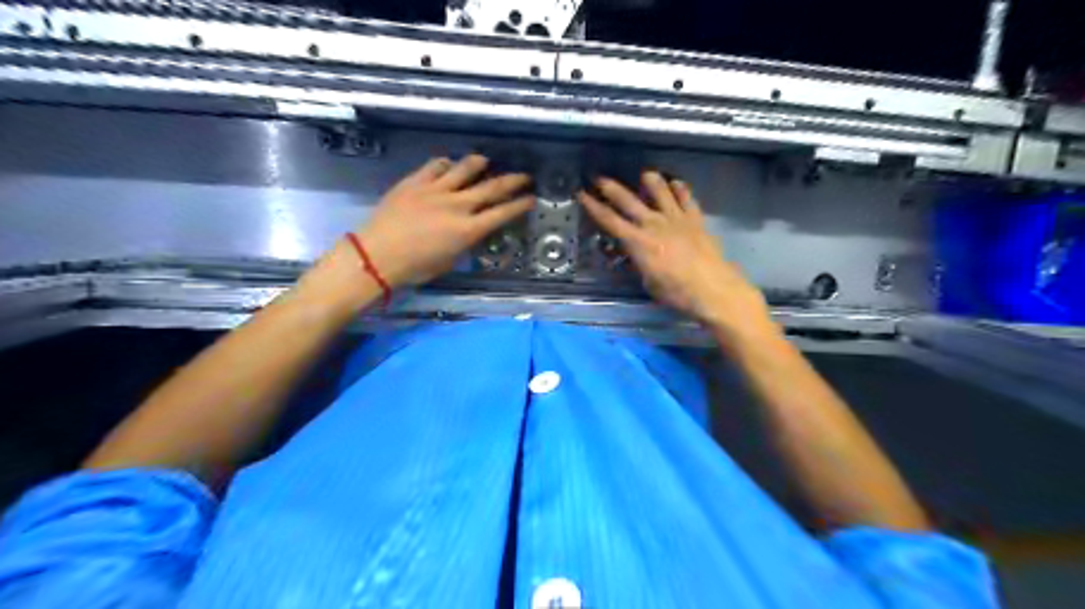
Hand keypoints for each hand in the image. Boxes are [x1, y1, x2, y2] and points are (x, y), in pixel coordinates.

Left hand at [359, 155, 532, 288]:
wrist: (377, 255)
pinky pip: (436, 165)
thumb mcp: (450, 260)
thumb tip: (472, 231)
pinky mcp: (416, 181)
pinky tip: (449, 165)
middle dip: (513, 181)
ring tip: (486, 161)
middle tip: (525, 176)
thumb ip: (465, 242)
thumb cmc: (416, 267)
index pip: (502, 213)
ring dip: (479, 164)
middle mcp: (458, 205)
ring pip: (465, 168)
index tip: (532, 198)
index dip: (520, 205)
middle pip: (492, 187)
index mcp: (468, 229)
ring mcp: (436, 189)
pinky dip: (447, 164)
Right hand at [576, 170, 771, 332]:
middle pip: (628, 201)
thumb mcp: (648, 281)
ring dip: (651, 180)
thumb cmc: (676, 292)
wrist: (712, 288)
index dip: (594, 207)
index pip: (610, 221)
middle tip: (600, 178)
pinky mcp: (695, 219)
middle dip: (611, 188)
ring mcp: (676, 218)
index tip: (582, 194)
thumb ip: (639, 263)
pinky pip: (686, 198)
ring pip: (660, 191)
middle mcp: (654, 224)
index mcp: (638, 242)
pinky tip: (676, 183)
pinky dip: (680, 189)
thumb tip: (633, 254)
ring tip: (645, 174)